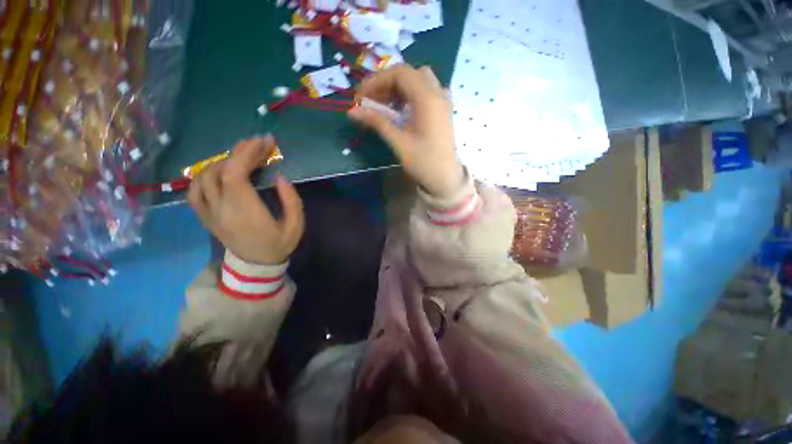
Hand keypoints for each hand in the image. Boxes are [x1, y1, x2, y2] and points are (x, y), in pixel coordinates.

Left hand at [187, 136, 304, 264]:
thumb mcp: (296, 226)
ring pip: (203, 177)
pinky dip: (204, 175)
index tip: (263, 142)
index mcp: (246, 214)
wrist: (256, 266)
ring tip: (243, 158)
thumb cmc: (279, 245)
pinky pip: (194, 191)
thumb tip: (280, 177)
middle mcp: (222, 211)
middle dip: (240, 152)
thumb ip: (291, 201)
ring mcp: (209, 214)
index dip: (247, 154)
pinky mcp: (205, 216)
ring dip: (223, 161)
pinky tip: (219, 171)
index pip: (235, 176)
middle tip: (258, 144)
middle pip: (220, 172)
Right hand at [348, 64, 464, 198]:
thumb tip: (352, 111)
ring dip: (399, 88)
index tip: (362, 95)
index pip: (400, 73)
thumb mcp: (399, 142)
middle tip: (372, 100)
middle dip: (387, 83)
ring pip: (418, 81)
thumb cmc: (423, 162)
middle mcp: (438, 93)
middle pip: (410, 74)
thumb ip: (377, 122)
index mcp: (428, 98)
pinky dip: (410, 95)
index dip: (377, 80)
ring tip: (384, 106)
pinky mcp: (443, 110)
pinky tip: (401, 111)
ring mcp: (443, 101)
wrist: (445, 178)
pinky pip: (425, 92)